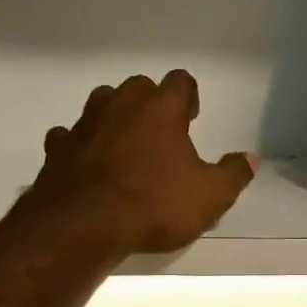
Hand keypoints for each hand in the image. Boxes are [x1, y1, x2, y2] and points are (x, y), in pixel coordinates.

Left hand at [21, 71, 257, 255]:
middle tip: (159, 135)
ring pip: (101, 104)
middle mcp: (120, 104)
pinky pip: (68, 137)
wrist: (83, 225)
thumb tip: (251, 159)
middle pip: (138, 87)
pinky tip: (85, 165)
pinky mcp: (56, 148)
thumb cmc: (154, 204)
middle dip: (149, 104)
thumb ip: (233, 174)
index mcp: (160, 108)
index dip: (188, 97)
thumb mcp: (210, 196)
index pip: (180, 81)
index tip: (191, 118)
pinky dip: (78, 146)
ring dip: (113, 119)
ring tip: (123, 147)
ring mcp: (84, 124)